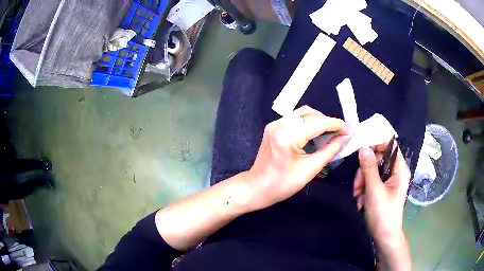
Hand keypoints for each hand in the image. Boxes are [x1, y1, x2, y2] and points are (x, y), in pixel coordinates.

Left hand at [246, 106, 349, 211]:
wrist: (257, 187)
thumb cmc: (283, 184)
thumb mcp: (310, 169)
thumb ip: (330, 150)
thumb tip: (345, 137)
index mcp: (288, 136)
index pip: (318, 123)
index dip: (336, 124)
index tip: (349, 129)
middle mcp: (280, 124)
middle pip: (310, 114)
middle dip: (328, 121)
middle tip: (341, 132)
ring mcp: (274, 124)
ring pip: (303, 113)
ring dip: (319, 120)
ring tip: (331, 131)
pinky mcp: (273, 126)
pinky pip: (295, 118)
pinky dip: (308, 122)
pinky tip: (316, 132)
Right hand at [353, 142, 411, 265]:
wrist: (384, 236)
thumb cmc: (383, 213)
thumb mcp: (374, 190)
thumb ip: (369, 168)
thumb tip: (363, 147)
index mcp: (400, 169)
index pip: (390, 146)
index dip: (377, 144)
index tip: (361, 150)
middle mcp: (397, 172)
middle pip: (379, 159)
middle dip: (365, 171)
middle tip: (357, 185)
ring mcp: (390, 181)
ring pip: (373, 171)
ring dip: (362, 182)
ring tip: (357, 196)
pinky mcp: (384, 189)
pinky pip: (372, 181)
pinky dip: (364, 188)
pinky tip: (360, 200)